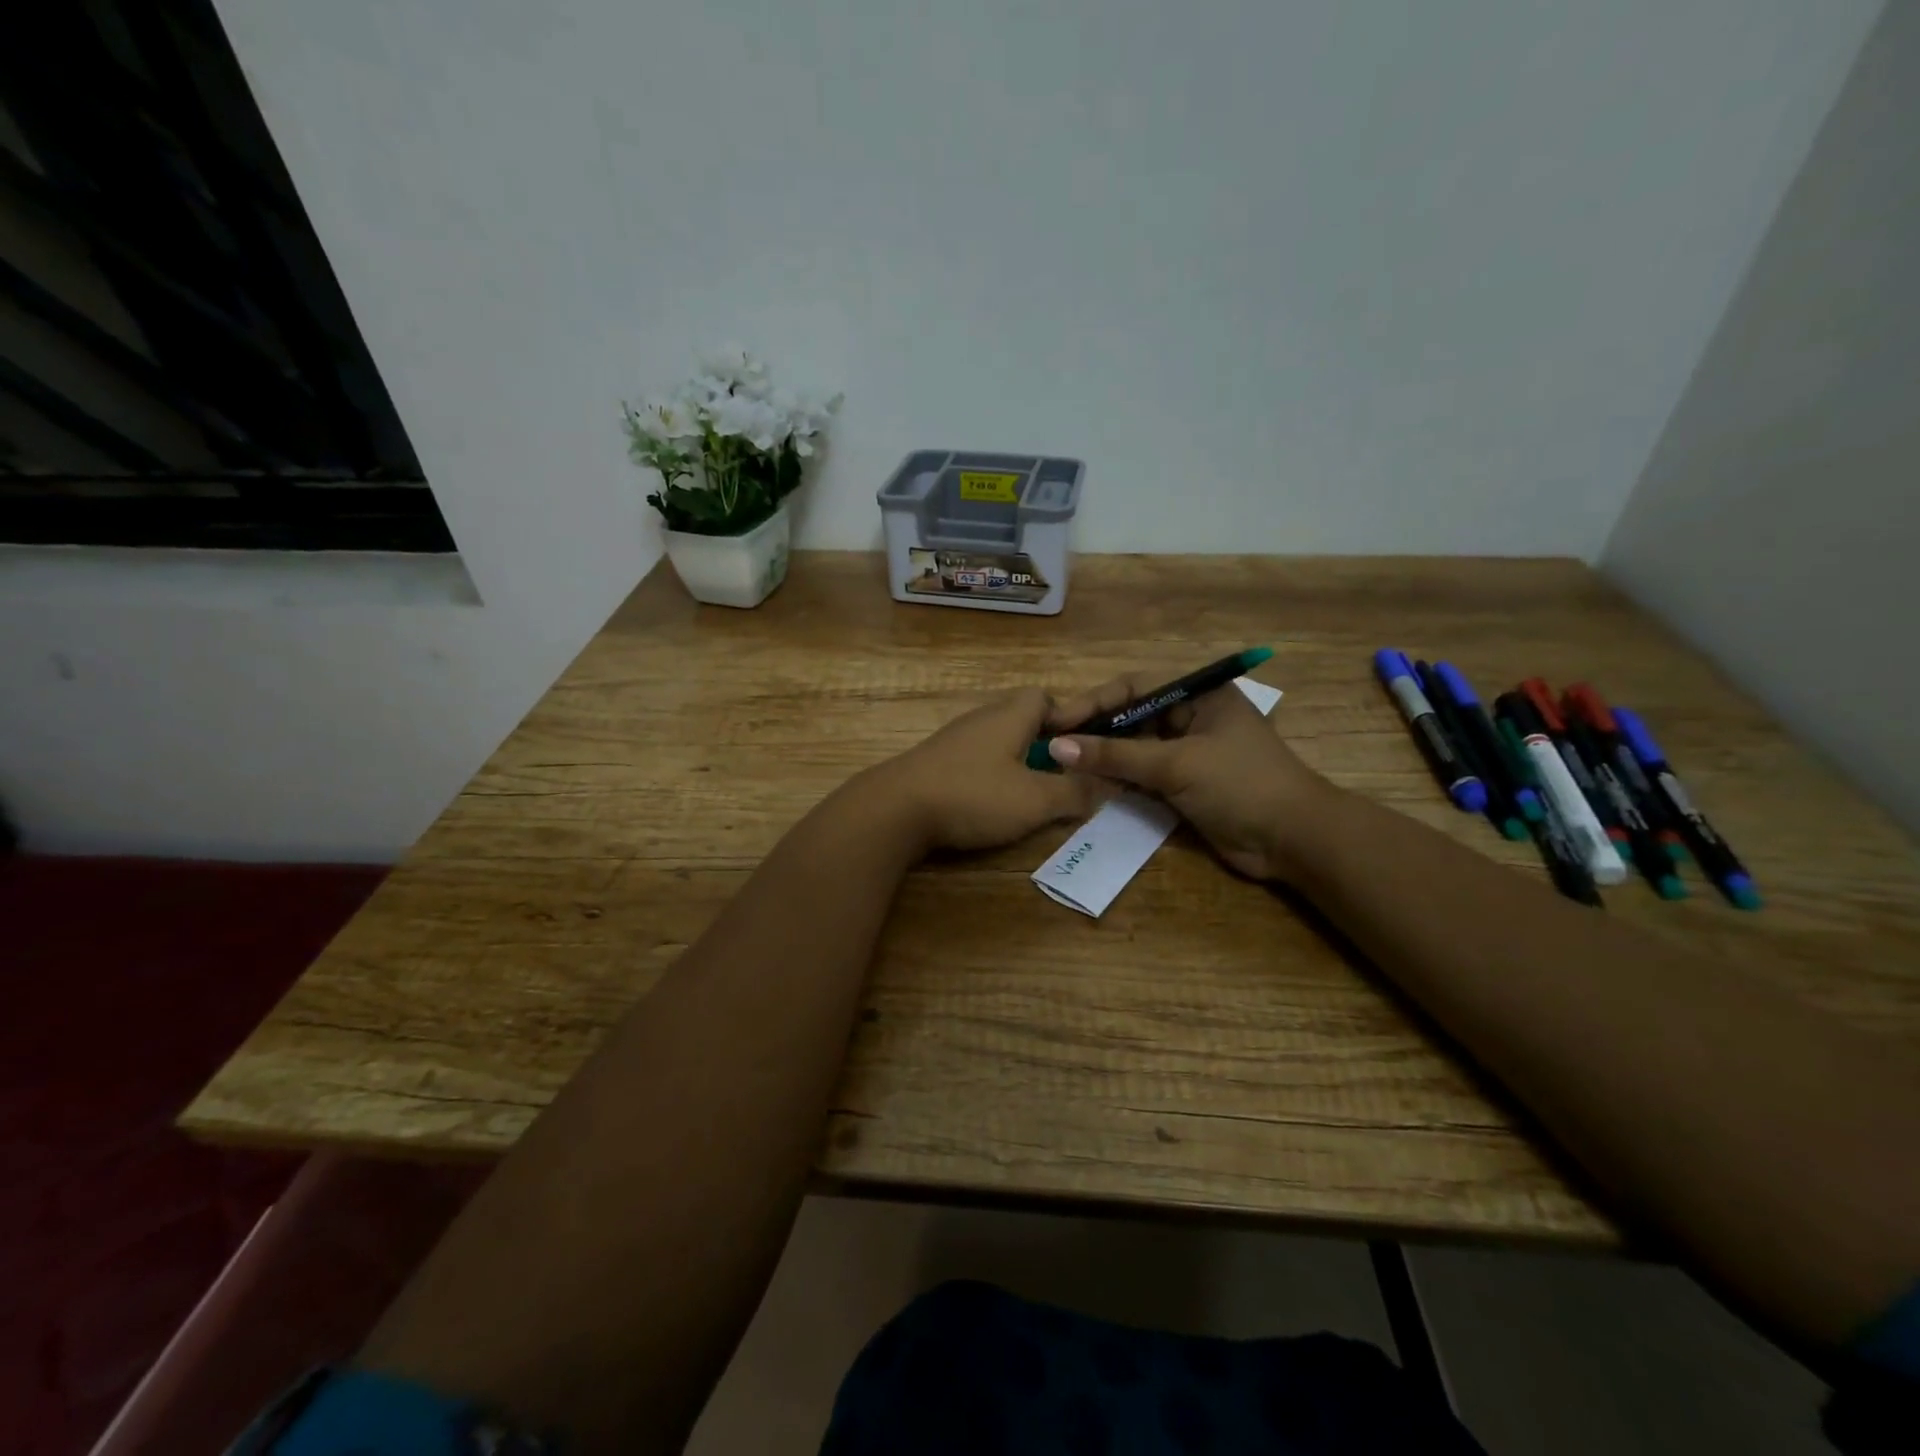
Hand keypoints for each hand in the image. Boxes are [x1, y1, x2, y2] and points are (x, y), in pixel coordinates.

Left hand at [863, 688, 1103, 853]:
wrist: (894, 810)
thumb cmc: (973, 795)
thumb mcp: (1035, 800)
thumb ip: (1075, 792)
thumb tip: (1107, 784)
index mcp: (1010, 716)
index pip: (1046, 698)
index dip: (1069, 720)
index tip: (1082, 750)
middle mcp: (982, 719)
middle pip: (1022, 721)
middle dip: (1046, 747)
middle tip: (1061, 779)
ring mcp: (955, 740)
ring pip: (999, 743)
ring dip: (1019, 765)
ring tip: (1031, 797)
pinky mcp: (936, 763)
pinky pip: (976, 762)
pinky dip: (991, 779)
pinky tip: (991, 806)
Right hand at [1043, 672, 1336, 880]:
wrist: (1293, 840)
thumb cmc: (1240, 784)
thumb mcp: (1175, 764)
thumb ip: (1115, 755)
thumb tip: (1057, 747)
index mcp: (1198, 694)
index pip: (1133, 687)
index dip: (1093, 702)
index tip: (1056, 721)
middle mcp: (1191, 716)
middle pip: (1132, 716)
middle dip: (1095, 731)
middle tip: (1054, 746)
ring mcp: (1189, 752)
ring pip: (1135, 748)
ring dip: (1105, 758)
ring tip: (1064, 767)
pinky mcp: (1186, 784)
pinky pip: (1144, 775)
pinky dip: (1120, 780)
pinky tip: (1091, 787)